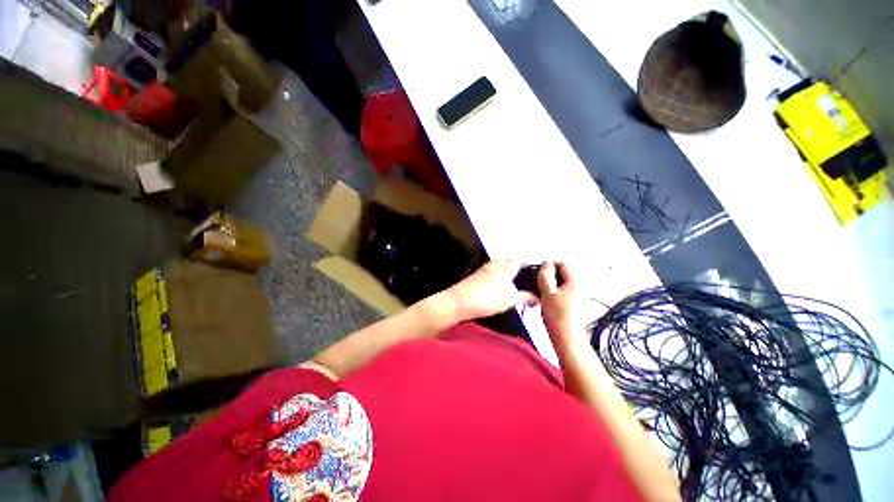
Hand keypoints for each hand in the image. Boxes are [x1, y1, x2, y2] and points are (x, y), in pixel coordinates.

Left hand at [447, 260, 537, 320]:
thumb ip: (525, 297)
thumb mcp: (511, 299)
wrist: (460, 301)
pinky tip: (501, 286)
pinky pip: (493, 271)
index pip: (522, 258)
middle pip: (511, 260)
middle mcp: (496, 263)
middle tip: (528, 277)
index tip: (539, 269)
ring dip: (509, 271)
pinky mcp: (478, 275)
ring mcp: (485, 268)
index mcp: (507, 265)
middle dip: (520, 267)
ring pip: (501, 265)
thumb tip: (536, 298)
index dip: (531, 262)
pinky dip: (500, 276)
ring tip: (516, 283)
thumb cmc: (488, 297)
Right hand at [538, 262, 588, 357]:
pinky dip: (555, 291)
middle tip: (538, 283)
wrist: (567, 337)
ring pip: (563, 281)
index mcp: (576, 280)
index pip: (562, 263)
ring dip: (552, 283)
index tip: (538, 272)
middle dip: (550, 275)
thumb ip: (545, 275)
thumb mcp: (547, 292)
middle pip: (563, 271)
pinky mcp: (576, 302)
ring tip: (542, 292)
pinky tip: (548, 299)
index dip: (549, 265)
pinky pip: (564, 290)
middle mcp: (581, 285)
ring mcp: (580, 294)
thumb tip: (546, 263)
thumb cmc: (558, 315)